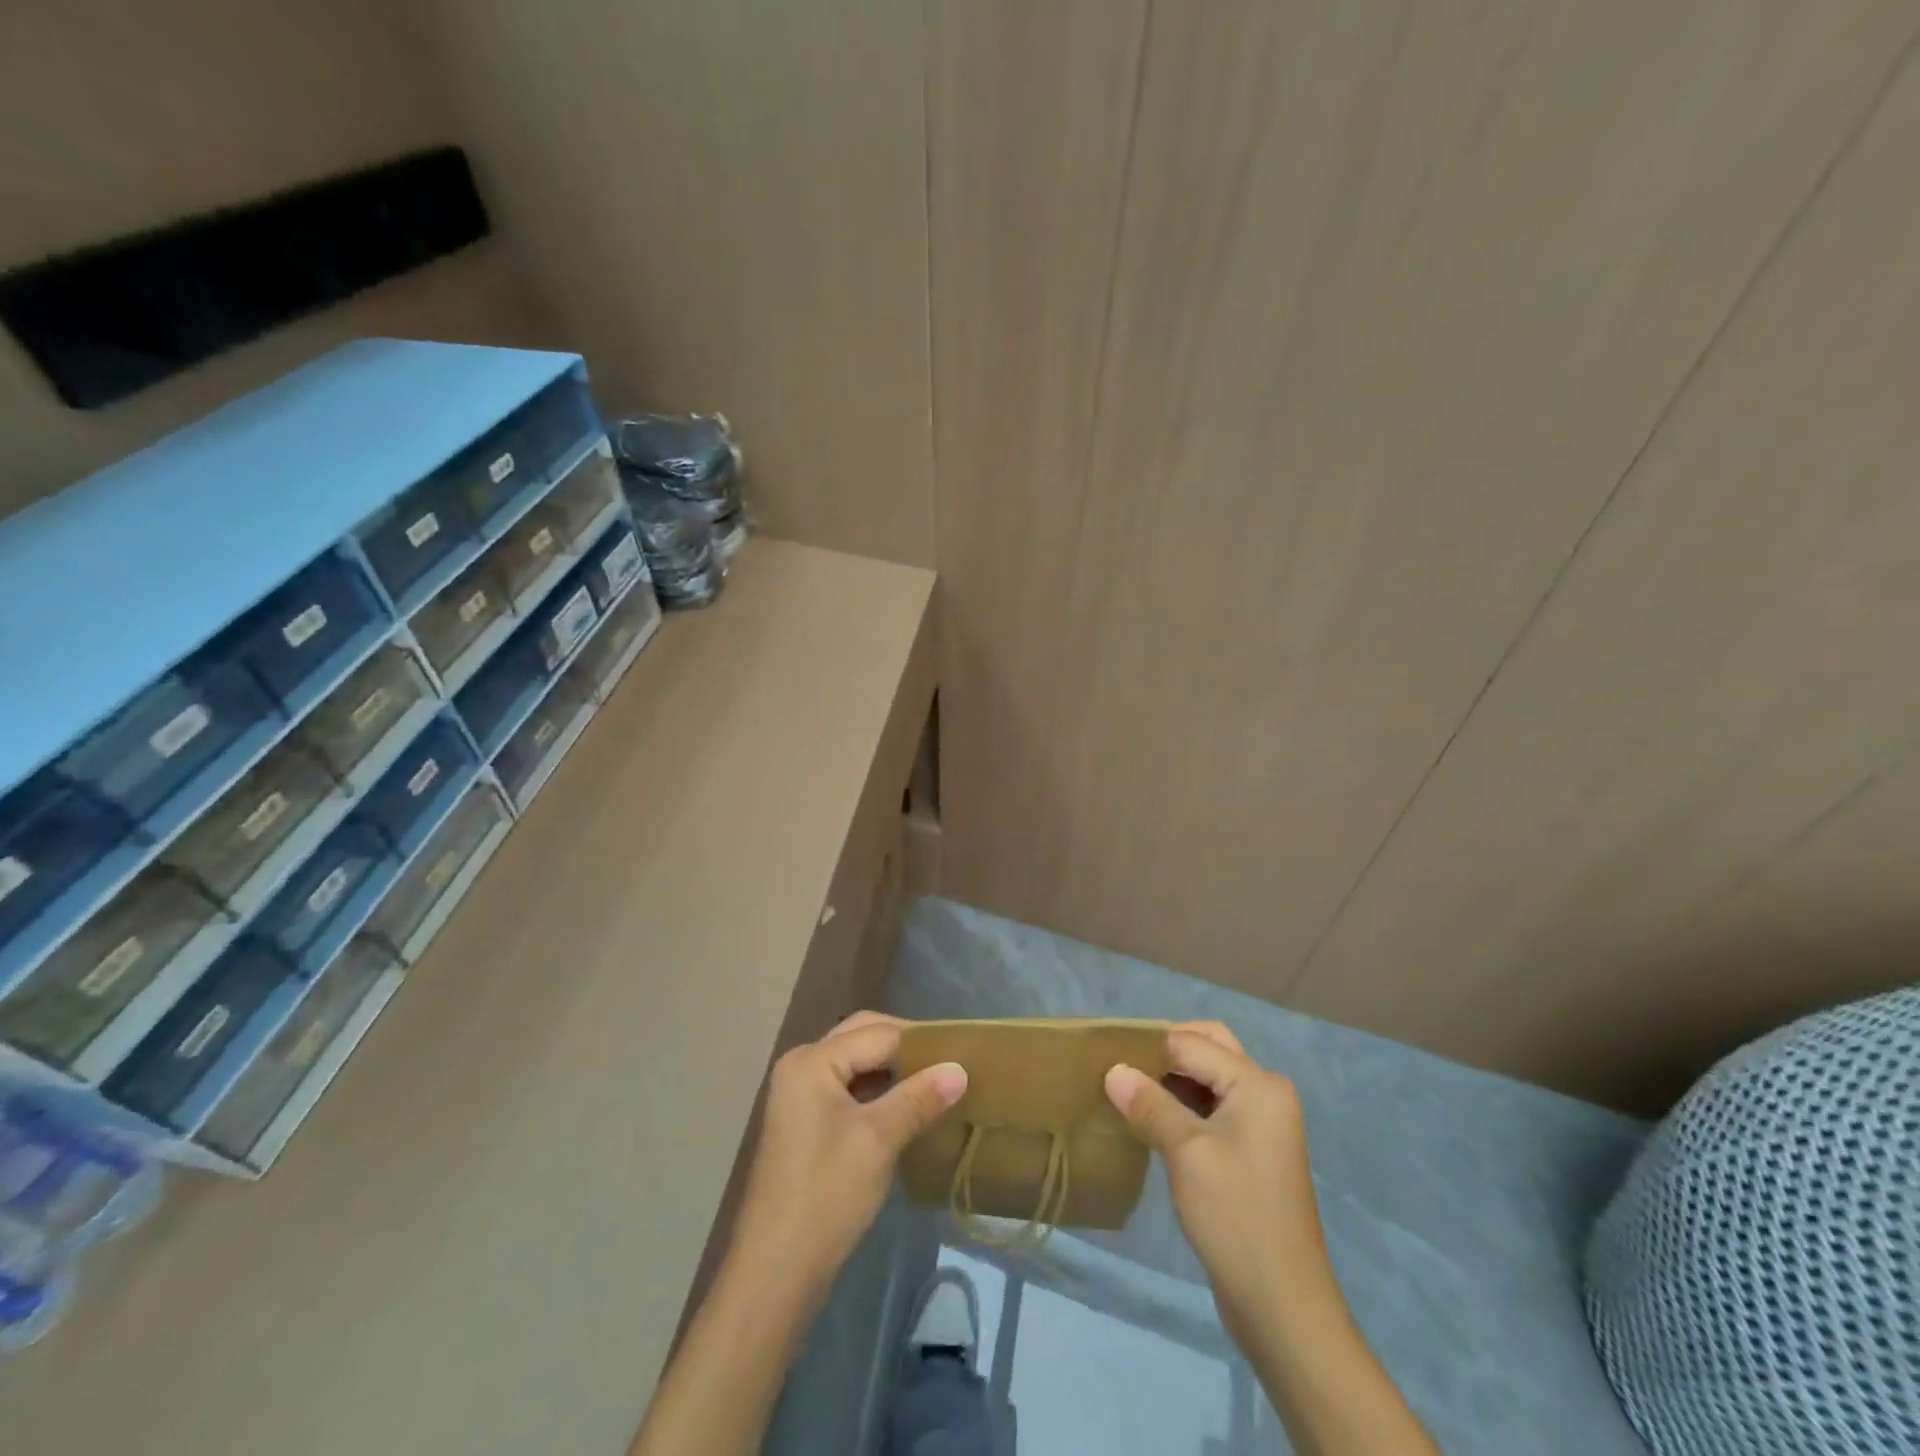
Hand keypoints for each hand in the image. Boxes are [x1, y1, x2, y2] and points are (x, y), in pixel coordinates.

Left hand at [730, 1012, 966, 1299]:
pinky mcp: (805, 1121)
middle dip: (905, 1047)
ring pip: (856, 1063)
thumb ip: (919, 1098)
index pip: (878, 1034)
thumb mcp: (879, 1140)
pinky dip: (877, 1090)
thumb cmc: (826, 1195)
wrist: (775, 1272)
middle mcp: (801, 1065)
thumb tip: (960, 1069)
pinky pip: (848, 1087)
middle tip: (949, 1063)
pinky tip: (906, 1107)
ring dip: (892, 1069)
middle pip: (862, 1037)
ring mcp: (800, 1094)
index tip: (962, 1052)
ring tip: (935, 1082)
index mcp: (812, 1061)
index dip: (920, 1041)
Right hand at [1104, 1022, 1330, 1345]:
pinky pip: (1211, 1106)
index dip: (1148, 1044)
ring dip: (1170, 1077)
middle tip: (1120, 1063)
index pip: (1192, 1043)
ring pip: (1208, 1077)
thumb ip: (1149, 1104)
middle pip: (1208, 1048)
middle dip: (1164, 1050)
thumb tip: (1113, 1069)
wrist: (1282, 1306)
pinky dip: (1181, 1102)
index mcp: (1257, 1084)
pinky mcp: (1250, 1149)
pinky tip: (1148, 1116)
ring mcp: (1260, 1122)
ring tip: (1125, 1086)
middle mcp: (1264, 1092)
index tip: (1104, 1050)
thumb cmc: (1235, 1217)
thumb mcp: (1186, 1153)